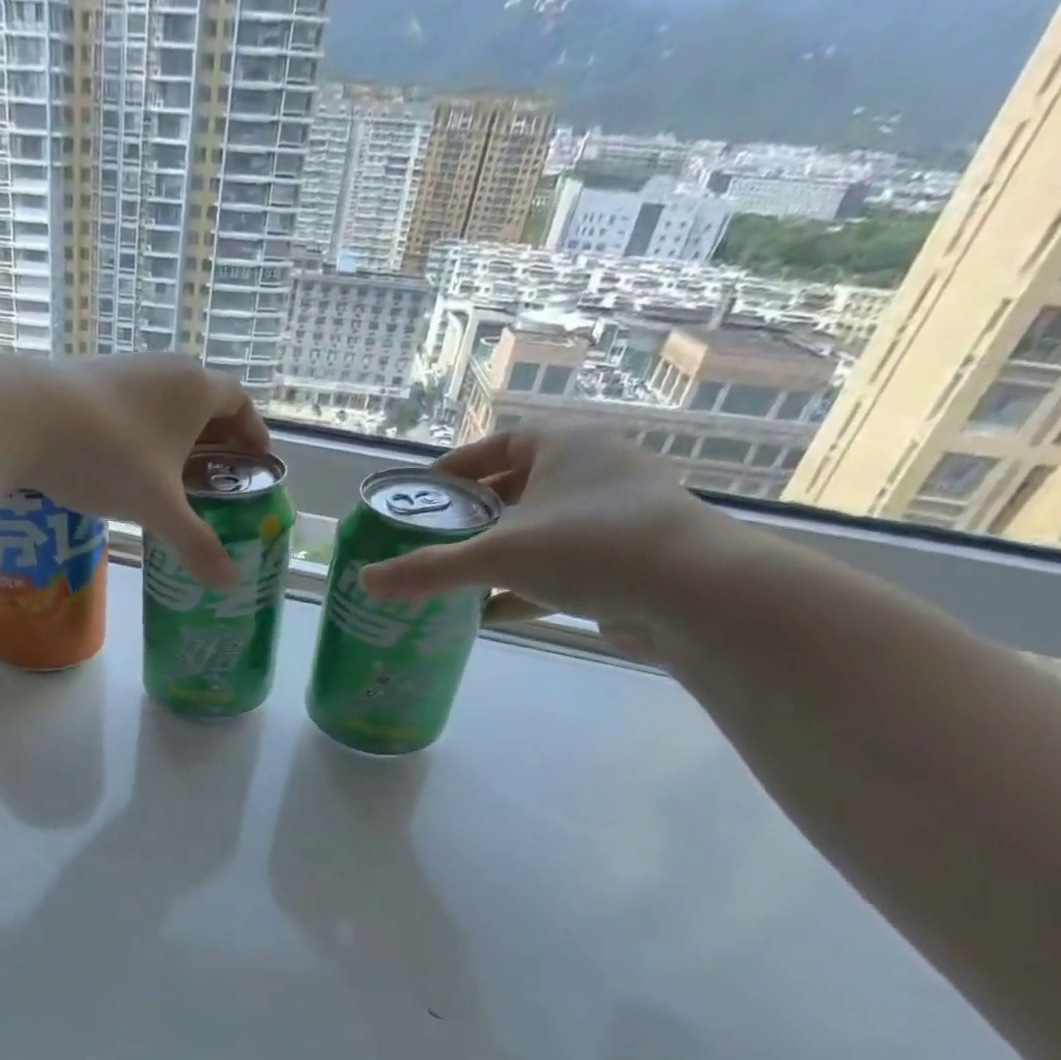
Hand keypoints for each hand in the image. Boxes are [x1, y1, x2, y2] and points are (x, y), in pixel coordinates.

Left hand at [0, 353, 267, 585]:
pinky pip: (132, 404)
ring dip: (176, 434)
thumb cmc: (109, 457)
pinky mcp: (89, 376)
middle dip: (216, 439)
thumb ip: (196, 543)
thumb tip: (230, 583)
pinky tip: (127, 462)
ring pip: (165, 401)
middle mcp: (166, 368)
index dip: (253, 432)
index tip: (256, 461)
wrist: (25, 416)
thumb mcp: (158, 507)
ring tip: (174, 475)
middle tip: (218, 476)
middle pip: (204, 401)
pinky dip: (143, 431)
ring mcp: (125, 368)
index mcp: (196, 389)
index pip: (240, 402)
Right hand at [360, 429, 741, 653]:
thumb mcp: (499, 556)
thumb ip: (430, 569)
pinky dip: (523, 587)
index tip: (424, 493)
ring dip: (497, 554)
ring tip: (453, 576)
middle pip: (516, 488)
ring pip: (537, 530)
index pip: (500, 445)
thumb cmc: (591, 548)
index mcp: (565, 446)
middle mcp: (592, 472)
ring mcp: (612, 517)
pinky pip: (558, 567)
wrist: (695, 596)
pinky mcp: (623, 560)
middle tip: (431, 539)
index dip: (458, 467)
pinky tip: (488, 614)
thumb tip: (365, 580)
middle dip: (472, 516)